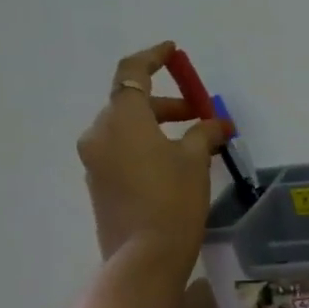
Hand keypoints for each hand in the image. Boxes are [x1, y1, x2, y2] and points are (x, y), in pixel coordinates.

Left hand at [76, 42, 228, 263]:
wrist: (145, 256)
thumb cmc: (173, 199)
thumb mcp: (195, 159)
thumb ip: (203, 132)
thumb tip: (213, 124)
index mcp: (122, 119)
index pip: (133, 73)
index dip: (154, 58)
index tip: (173, 51)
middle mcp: (100, 134)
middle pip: (131, 103)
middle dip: (167, 104)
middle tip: (200, 114)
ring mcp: (95, 161)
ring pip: (128, 129)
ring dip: (158, 126)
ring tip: (194, 142)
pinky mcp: (99, 184)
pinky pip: (123, 151)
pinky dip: (147, 146)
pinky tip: (175, 164)